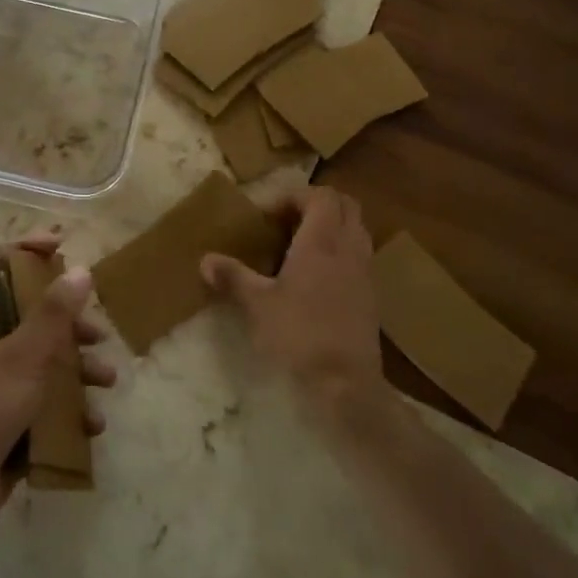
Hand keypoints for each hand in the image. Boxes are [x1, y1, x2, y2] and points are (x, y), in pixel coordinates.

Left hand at [0, 234, 115, 545]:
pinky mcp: (7, 421)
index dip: (24, 248)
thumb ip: (53, 314)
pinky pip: (43, 403)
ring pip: (42, 362)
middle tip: (97, 332)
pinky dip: (68, 410)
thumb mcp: (22, 357)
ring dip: (77, 369)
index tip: (61, 246)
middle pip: (29, 316)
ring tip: (106, 382)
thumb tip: (81, 269)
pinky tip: (91, 425)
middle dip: (68, 323)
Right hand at [201, 186, 380, 401]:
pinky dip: (340, 251)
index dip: (294, 196)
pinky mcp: (372, 294)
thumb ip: (233, 277)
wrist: (346, 383)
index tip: (268, 216)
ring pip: (356, 229)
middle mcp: (349, 247)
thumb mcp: (257, 305)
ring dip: (331, 227)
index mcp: (322, 240)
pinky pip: (359, 255)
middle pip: (346, 205)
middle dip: (317, 205)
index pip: (321, 195)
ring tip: (300, 246)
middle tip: (287, 222)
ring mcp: (365, 270)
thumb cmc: (299, 334)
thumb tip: (205, 259)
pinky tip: (316, 277)